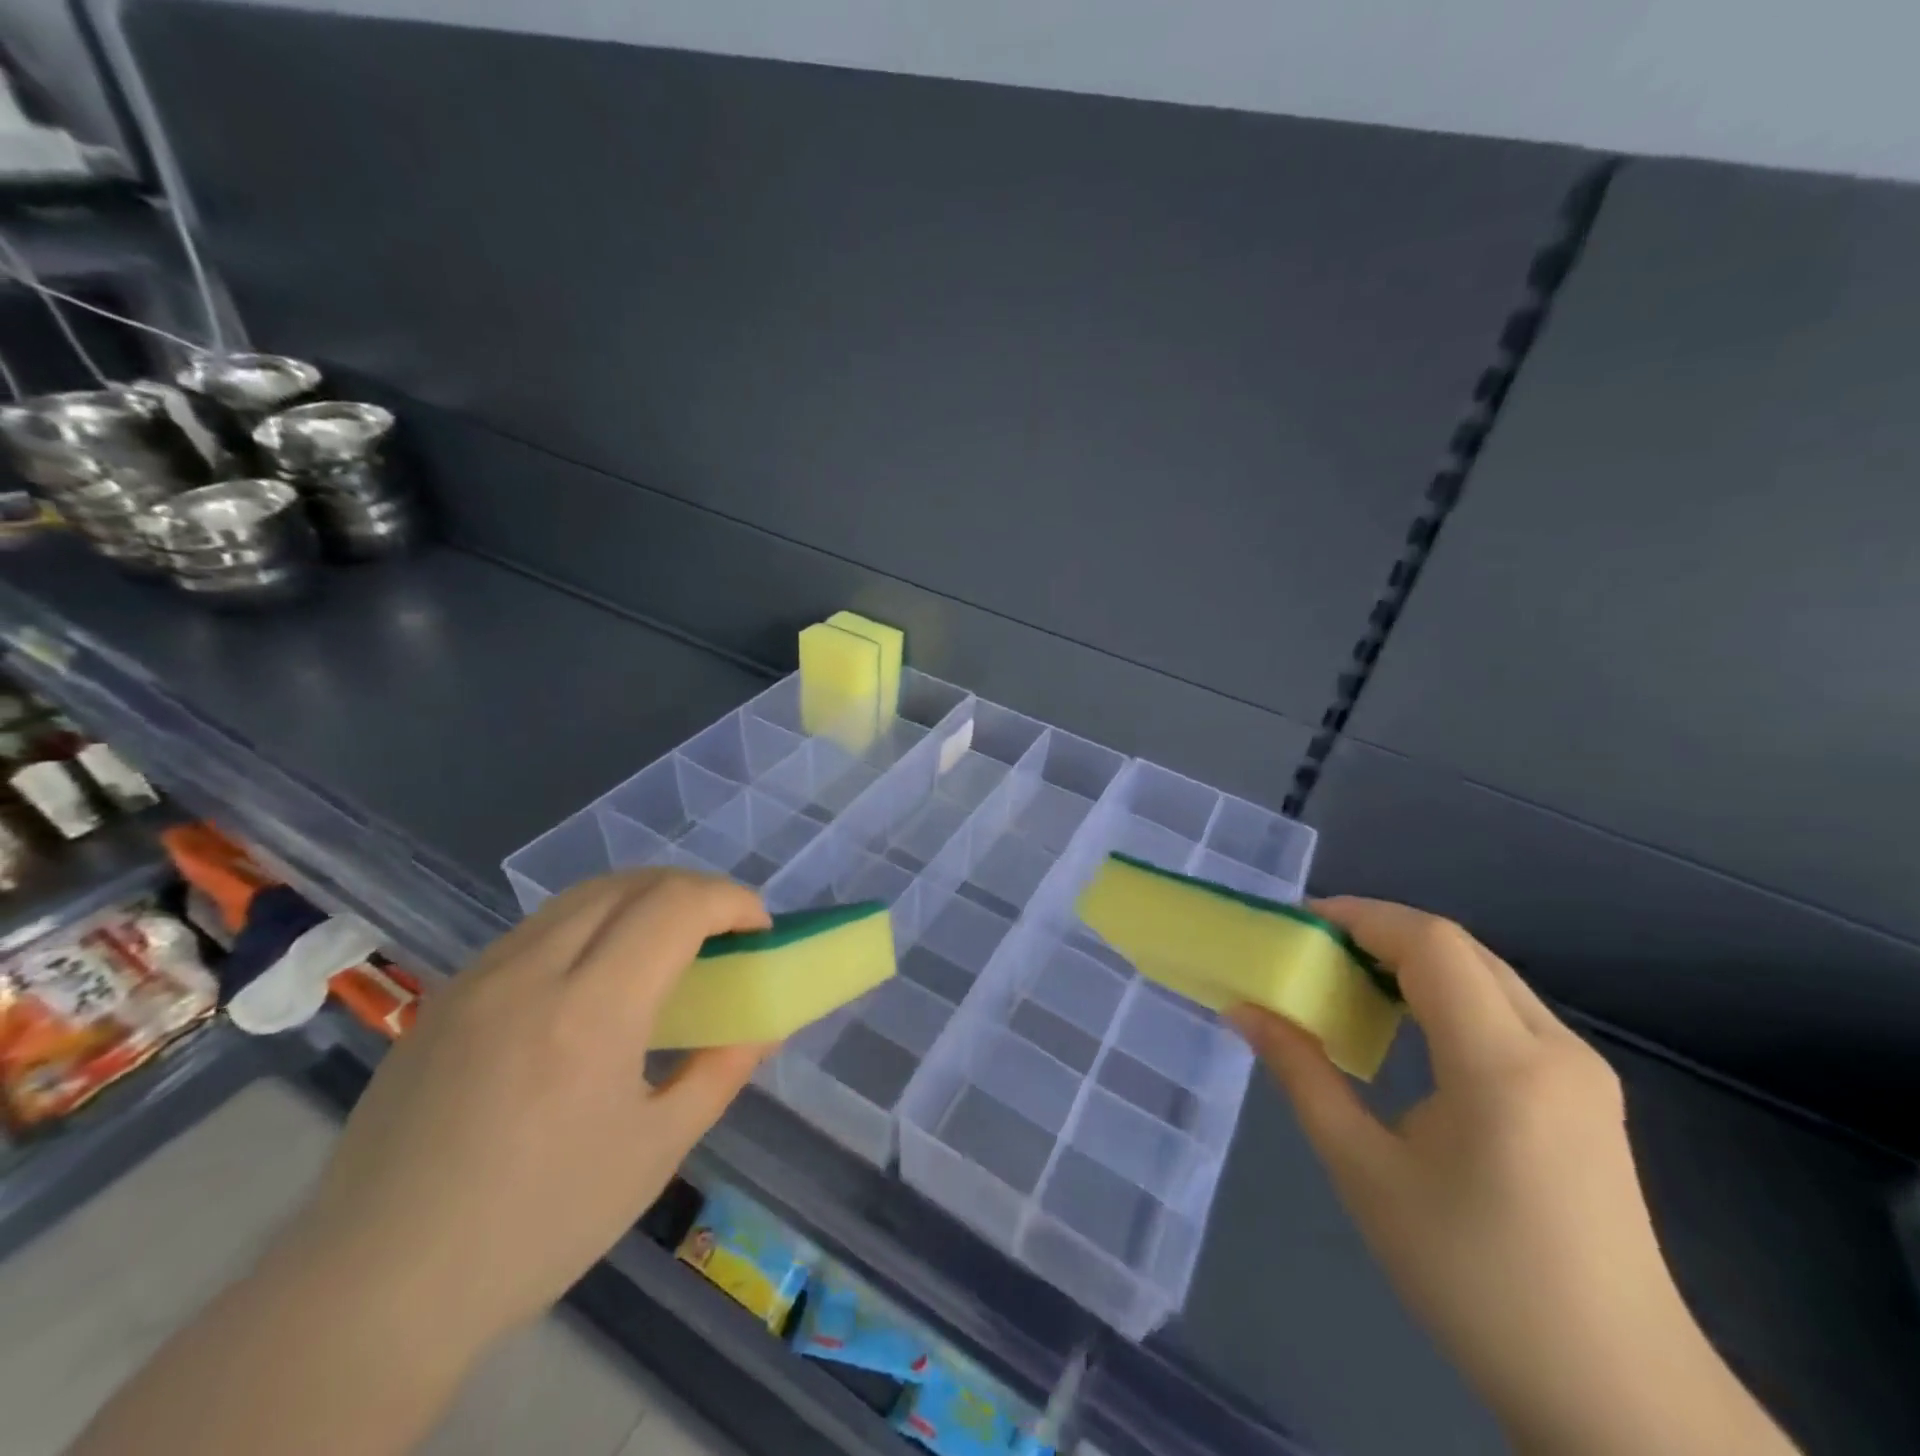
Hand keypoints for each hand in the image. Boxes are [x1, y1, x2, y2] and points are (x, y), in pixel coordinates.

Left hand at [282, 869, 772, 1355]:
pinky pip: (536, 928)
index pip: (676, 906)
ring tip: (665, 946)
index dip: (731, 901)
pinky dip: (590, 924)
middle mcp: (531, 972)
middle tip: (722, 933)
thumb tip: (763, 1027)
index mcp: (590, 1012)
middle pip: (630, 883)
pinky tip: (594, 977)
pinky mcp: (447, 995)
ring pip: (579, 896)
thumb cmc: (536, 1227)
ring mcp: (478, 977)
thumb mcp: (654, 1152)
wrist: (374, 1290)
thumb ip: (720, 1072)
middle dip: (693, 891)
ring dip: (640, 900)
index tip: (758, 932)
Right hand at [1231, 898, 1795, 1455]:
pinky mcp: (1588, 1097)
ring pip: (1487, 975)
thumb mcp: (1365, 1172)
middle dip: (1381, 933)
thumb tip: (1245, 1011)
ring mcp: (1583, 1072)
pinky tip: (1409, 1029)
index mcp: (1502, 1065)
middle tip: (1315, 952)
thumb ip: (1302, 1076)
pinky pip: (1507, 1010)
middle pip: (1460, 949)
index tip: (1301, 924)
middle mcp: (1556, 1050)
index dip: (1362, 916)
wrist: (1617, 1395)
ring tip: (1350, 982)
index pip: (1432, 944)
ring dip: (1414, 961)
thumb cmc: (1474, 1279)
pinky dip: (1446, 994)